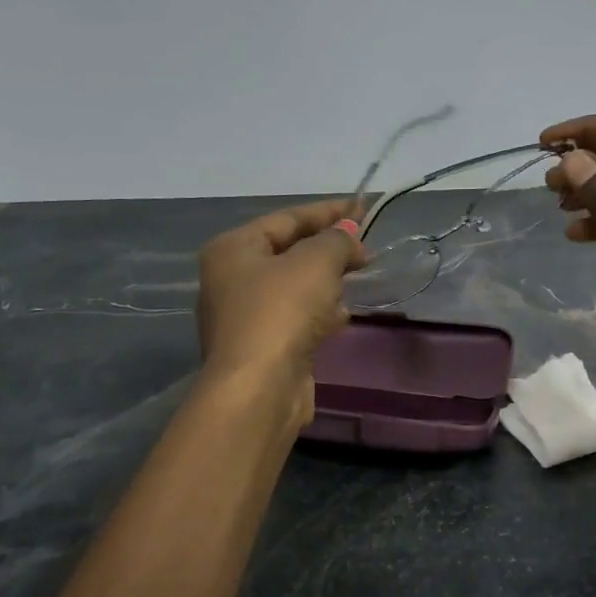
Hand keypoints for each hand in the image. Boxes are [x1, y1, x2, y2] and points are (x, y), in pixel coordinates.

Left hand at [197, 200, 367, 427]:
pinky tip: (343, 316)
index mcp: (233, 249)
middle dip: (328, 248)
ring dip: (325, 281)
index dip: (327, 211)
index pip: (286, 218)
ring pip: (293, 288)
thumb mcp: (316, 262)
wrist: (260, 388)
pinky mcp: (261, 348)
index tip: (362, 209)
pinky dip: (319, 312)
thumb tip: (348, 235)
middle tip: (364, 248)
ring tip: (358, 276)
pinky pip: (295, 318)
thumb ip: (336, 240)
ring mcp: (243, 317)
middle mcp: (230, 279)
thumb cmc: (281, 311)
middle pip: (288, 252)